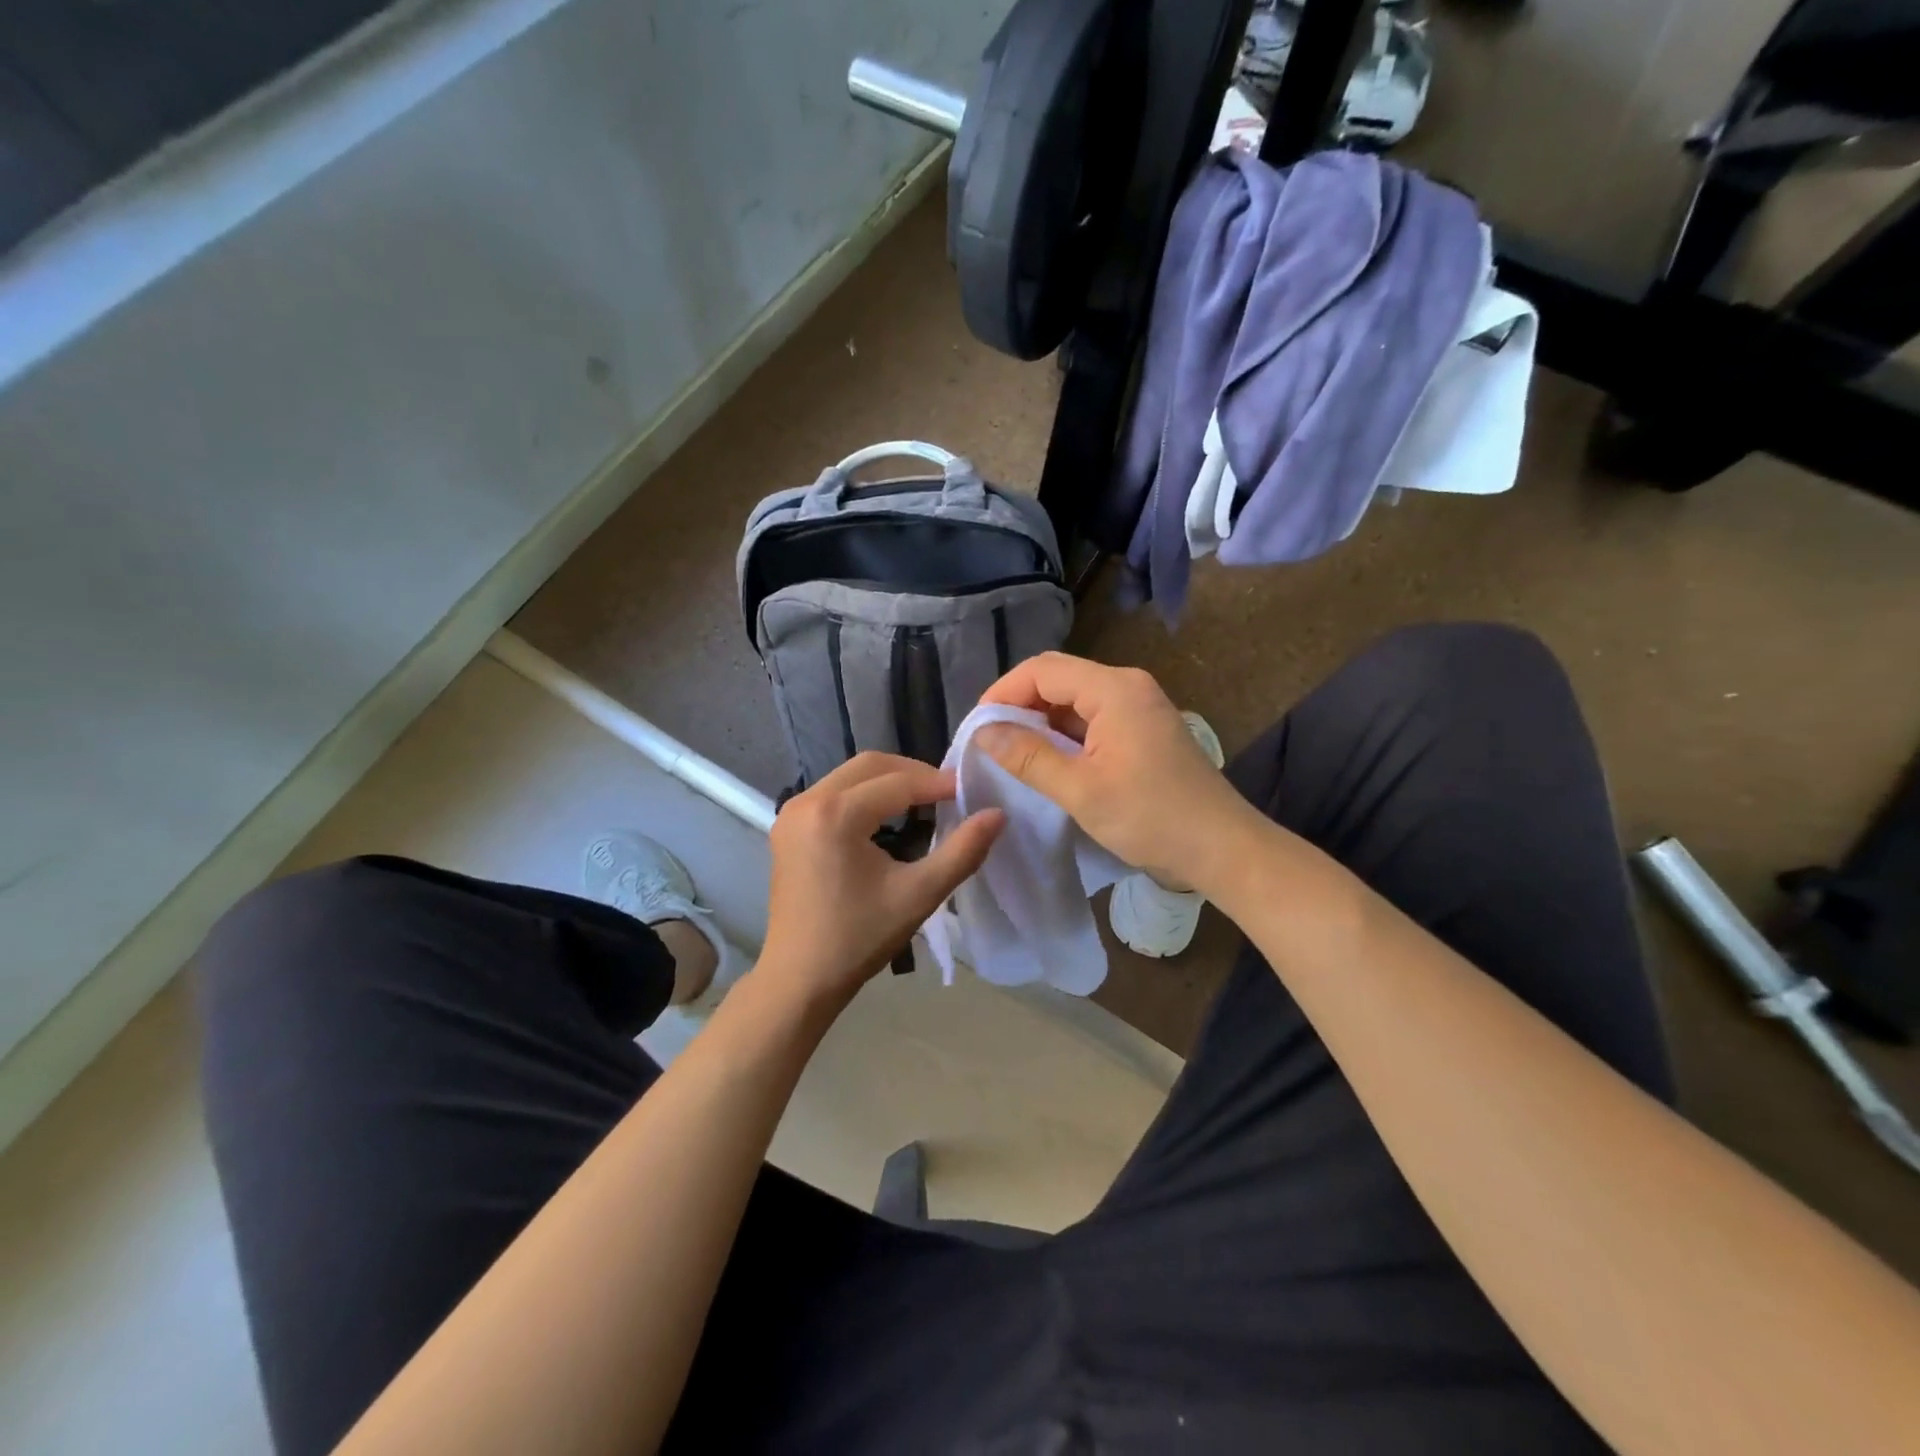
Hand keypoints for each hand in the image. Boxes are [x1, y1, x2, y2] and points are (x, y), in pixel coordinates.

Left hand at [761, 753, 1003, 1009]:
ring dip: (890, 780)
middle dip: (914, 773)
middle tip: (950, 793)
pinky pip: (834, 792)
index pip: (898, 782)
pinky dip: (866, 794)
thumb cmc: (859, 939)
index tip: (973, 790)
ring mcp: (792, 812)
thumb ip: (962, 851)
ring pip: (851, 775)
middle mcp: (808, 801)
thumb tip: (997, 814)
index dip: (939, 783)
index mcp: (835, 814)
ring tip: (926, 801)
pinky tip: (889, 815)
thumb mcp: (919, 894)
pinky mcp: (788, 826)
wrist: (799, 979)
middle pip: (870, 765)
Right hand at [976, 652, 1260, 892]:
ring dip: (1041, 722)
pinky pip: (1093, 719)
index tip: (976, 728)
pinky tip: (1047, 762)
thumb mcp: (1080, 790)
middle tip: (989, 741)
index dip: (1003, 693)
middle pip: (1058, 679)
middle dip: (1019, 705)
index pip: (1042, 670)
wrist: (1222, 849)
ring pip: (1075, 701)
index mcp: (1114, 689)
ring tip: (1010, 754)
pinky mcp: (1144, 731)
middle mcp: (1128, 686)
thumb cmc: (1151, 818)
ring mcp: (1139, 708)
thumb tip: (983, 732)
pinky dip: (1065, 736)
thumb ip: (1028, 757)